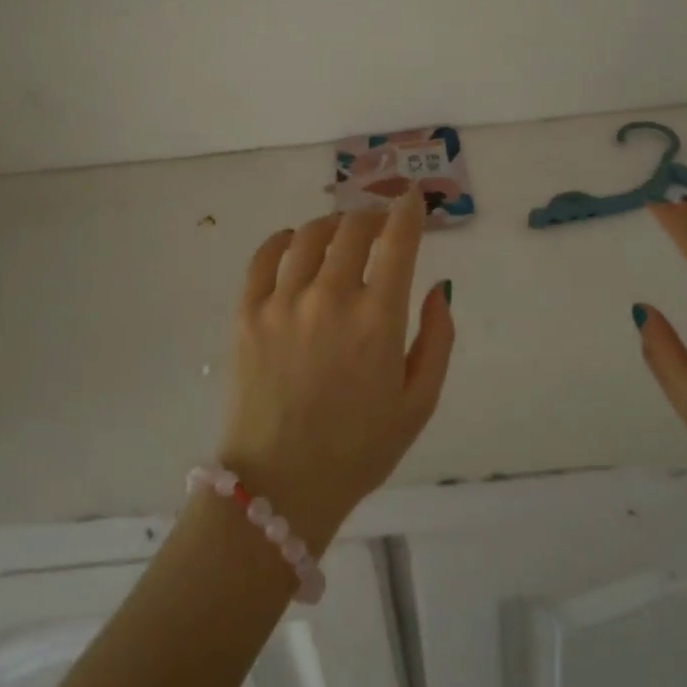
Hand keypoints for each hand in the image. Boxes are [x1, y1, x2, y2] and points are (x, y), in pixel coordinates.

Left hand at [218, 188, 455, 552]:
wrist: (280, 486)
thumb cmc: (359, 449)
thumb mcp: (419, 403)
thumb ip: (437, 338)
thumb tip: (439, 286)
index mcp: (377, 320)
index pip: (397, 241)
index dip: (408, 211)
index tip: (412, 199)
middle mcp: (330, 297)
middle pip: (353, 228)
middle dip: (373, 216)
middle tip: (379, 224)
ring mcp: (283, 302)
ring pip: (310, 234)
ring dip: (333, 224)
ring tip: (341, 233)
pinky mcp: (247, 313)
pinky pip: (265, 255)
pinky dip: (284, 239)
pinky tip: (295, 244)